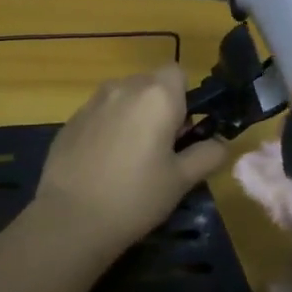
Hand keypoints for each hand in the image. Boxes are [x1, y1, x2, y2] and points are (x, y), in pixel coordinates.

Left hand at [35, 65, 228, 252]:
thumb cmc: (136, 197)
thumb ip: (207, 154)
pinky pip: (100, 114)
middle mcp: (124, 87)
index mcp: (157, 96)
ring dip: (133, 116)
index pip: (178, 72)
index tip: (182, 130)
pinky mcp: (70, 120)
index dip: (184, 97)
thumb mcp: (182, 180)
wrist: (71, 219)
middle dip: (159, 107)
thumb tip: (220, 143)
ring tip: (130, 158)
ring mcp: (92, 102)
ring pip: (123, 97)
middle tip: (161, 149)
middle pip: (150, 84)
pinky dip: (108, 128)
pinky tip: (103, 164)